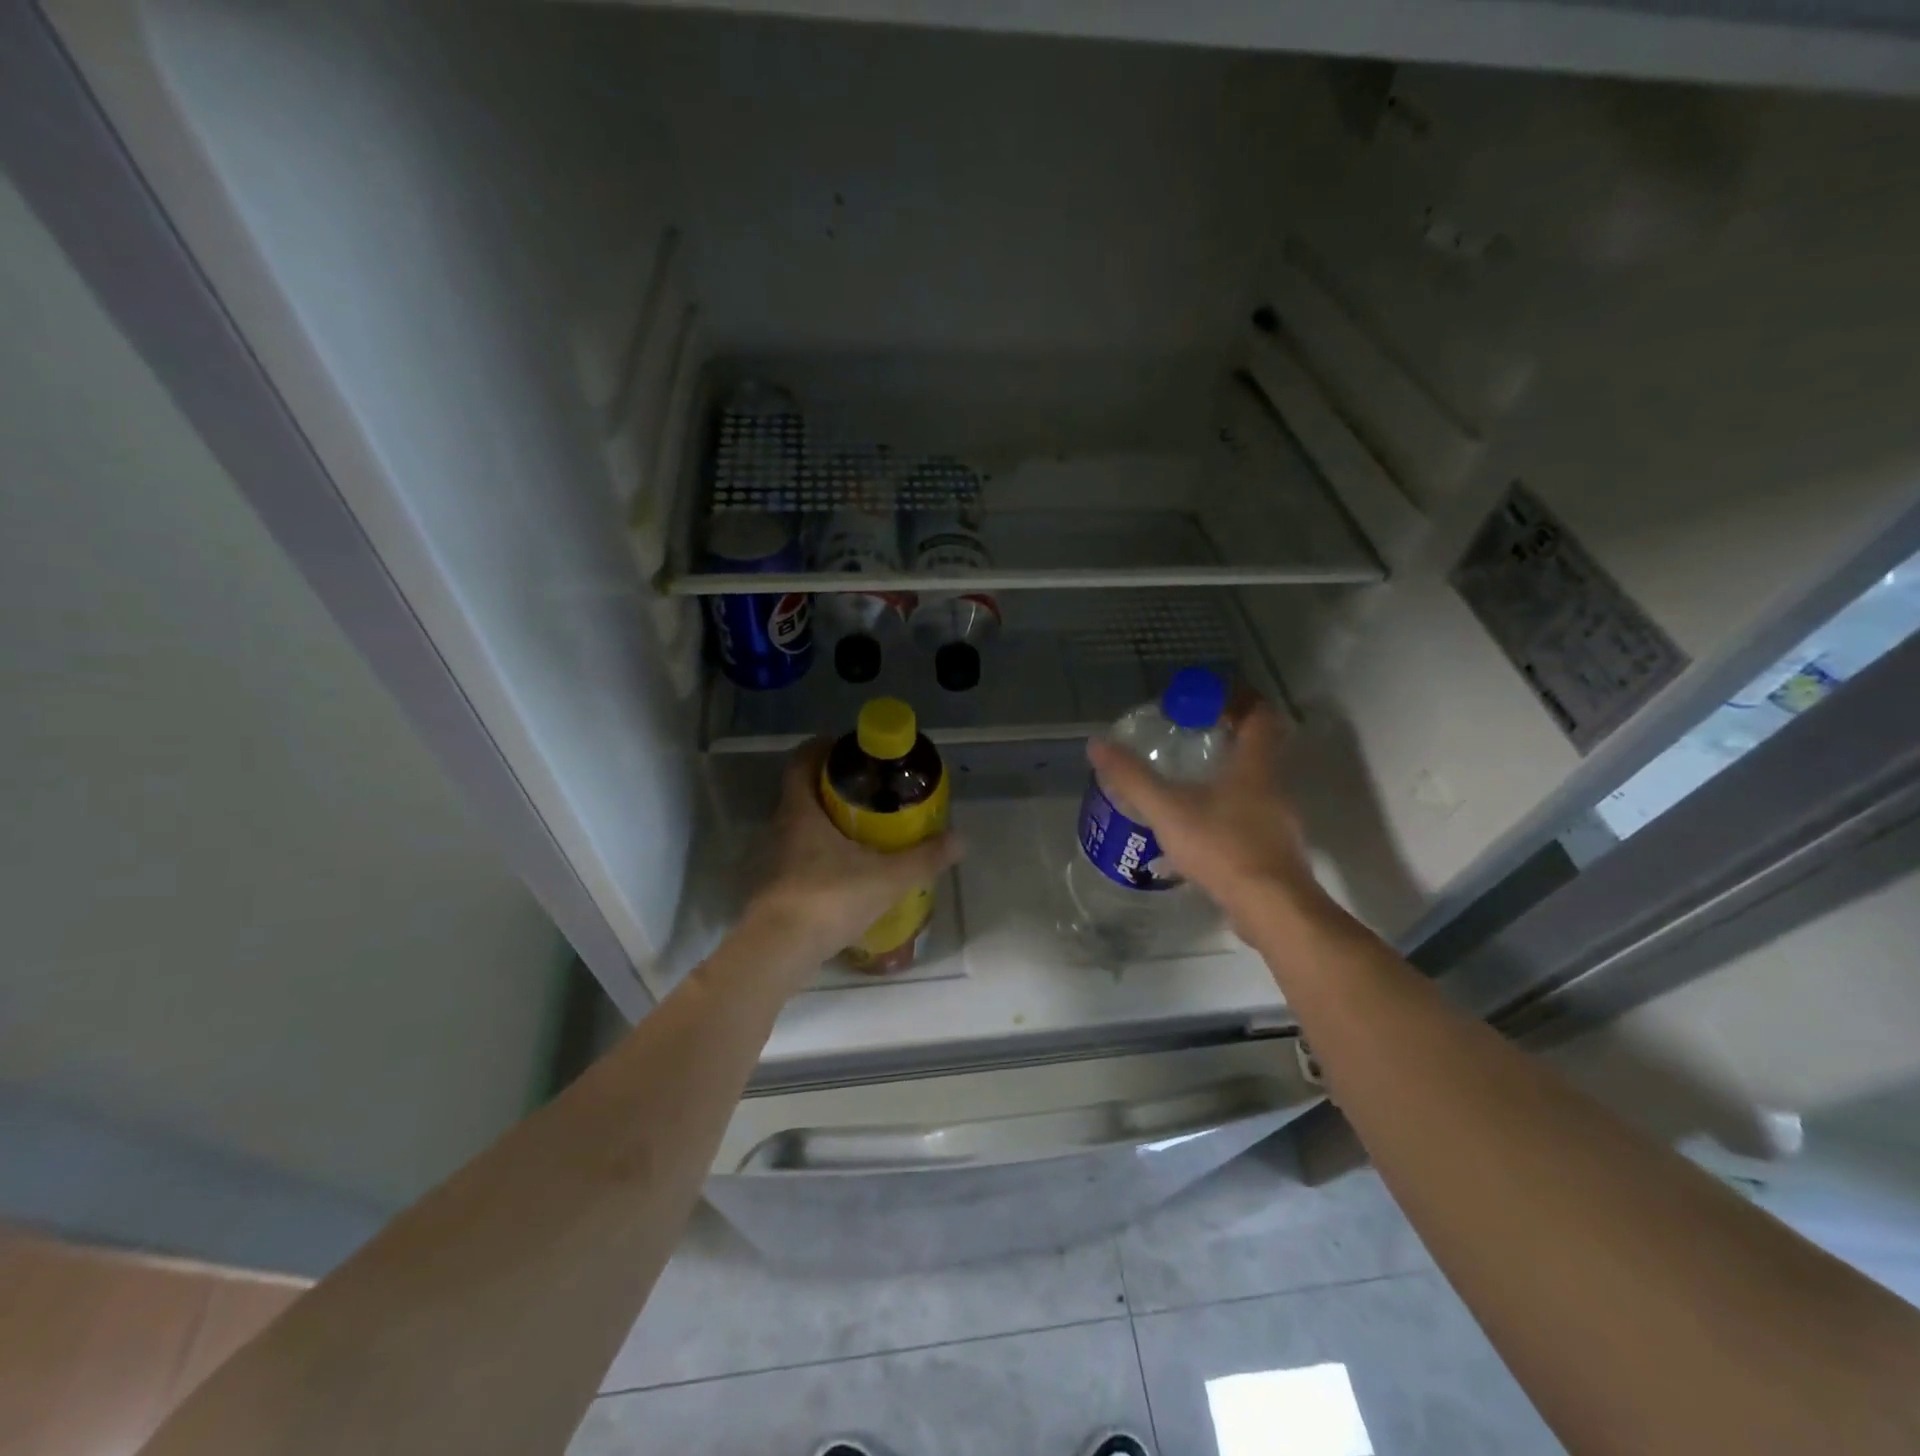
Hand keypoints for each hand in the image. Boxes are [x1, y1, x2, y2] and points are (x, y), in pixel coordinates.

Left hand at [744, 738, 962, 967]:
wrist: (780, 951)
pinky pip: (802, 854)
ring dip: (829, 820)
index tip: (848, 748)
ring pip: (803, 826)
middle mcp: (783, 827)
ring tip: (866, 827)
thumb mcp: (887, 877)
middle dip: (833, 786)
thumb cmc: (829, 899)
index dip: (821, 748)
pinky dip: (824, 852)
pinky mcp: (779, 886)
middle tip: (870, 788)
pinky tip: (850, 868)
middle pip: (804, 792)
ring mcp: (777, 858)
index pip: (802, 762)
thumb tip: (960, 840)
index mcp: (802, 811)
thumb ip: (924, 858)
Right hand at [1086, 700, 1319, 934]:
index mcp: (1255, 766)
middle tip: (1189, 738)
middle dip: (1225, 739)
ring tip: (1184, 785)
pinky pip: (1247, 820)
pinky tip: (1193, 835)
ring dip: (1224, 779)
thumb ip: (1132, 778)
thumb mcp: (1167, 810)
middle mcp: (1273, 787)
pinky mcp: (1273, 852)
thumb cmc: (1222, 847)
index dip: (1238, 700)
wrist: (1270, 908)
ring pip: (1252, 787)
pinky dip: (1223, 816)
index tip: (1208, 699)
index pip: (1259, 715)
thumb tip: (1097, 744)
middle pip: (1257, 749)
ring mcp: (1277, 821)